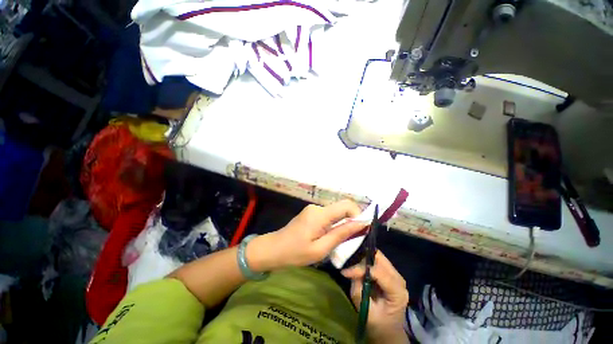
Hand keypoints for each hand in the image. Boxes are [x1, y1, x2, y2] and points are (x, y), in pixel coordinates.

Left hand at [247, 200, 367, 270]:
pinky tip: (328, 238)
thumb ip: (341, 234)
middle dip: (351, 222)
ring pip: (336, 213)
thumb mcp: (320, 248)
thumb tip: (361, 224)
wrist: (273, 249)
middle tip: (351, 240)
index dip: (358, 215)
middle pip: (342, 208)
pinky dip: (334, 225)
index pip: (347, 205)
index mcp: (320, 214)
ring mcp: (313, 210)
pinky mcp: (311, 213)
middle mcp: (317, 207)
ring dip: (342, 225)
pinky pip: (328, 216)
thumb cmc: (295, 253)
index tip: (362, 230)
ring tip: (338, 242)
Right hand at [342, 251, 408, 343]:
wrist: (389, 332)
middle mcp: (399, 280)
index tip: (345, 272)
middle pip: (379, 258)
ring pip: (378, 257)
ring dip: (364, 259)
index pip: (378, 272)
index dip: (360, 269)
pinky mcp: (390, 274)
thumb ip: (358, 291)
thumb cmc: (379, 325)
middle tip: (348, 263)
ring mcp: (396, 275)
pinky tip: (358, 266)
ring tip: (351, 265)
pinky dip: (366, 261)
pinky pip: (377, 261)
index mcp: (397, 292)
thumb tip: (349, 271)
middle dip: (362, 258)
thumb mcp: (366, 311)